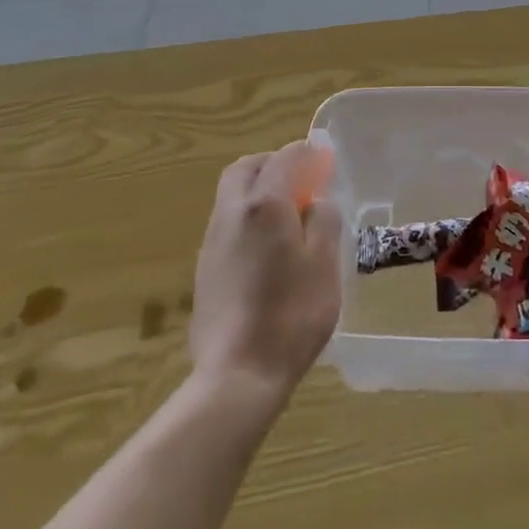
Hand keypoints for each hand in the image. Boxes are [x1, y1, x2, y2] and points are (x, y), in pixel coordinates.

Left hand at [188, 142, 342, 400]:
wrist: (238, 375)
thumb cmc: (292, 314)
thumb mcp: (324, 263)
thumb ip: (324, 220)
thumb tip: (317, 201)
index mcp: (264, 204)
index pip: (283, 159)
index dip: (305, 154)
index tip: (323, 159)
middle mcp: (231, 213)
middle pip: (245, 169)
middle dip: (271, 163)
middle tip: (299, 177)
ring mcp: (212, 242)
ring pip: (231, 196)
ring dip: (257, 190)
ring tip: (287, 213)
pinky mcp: (204, 270)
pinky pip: (227, 224)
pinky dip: (247, 217)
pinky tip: (267, 247)